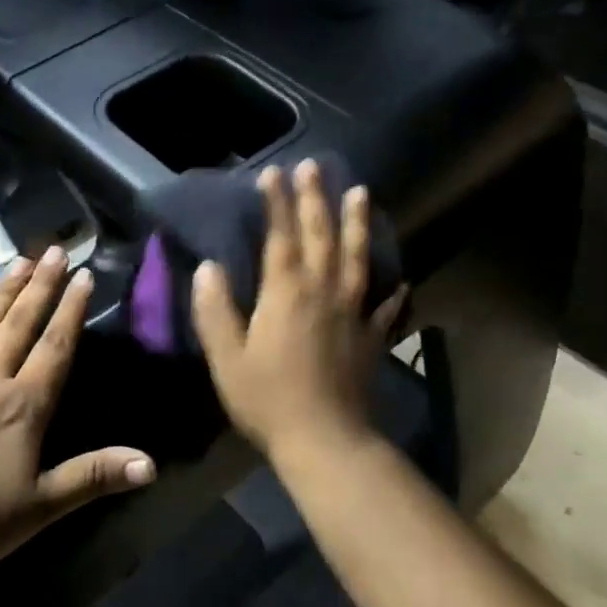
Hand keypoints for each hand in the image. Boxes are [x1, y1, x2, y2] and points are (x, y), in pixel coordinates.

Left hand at [0, 246, 155, 581]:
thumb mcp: (41, 506)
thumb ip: (95, 476)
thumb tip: (152, 464)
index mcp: (22, 407)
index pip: (55, 348)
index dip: (72, 311)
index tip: (84, 275)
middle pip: (19, 326)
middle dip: (39, 287)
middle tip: (52, 250)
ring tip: (16, 262)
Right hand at [190, 160, 405, 464]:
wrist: (325, 440)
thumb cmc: (268, 399)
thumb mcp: (226, 357)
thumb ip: (215, 310)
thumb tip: (208, 267)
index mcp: (286, 293)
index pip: (281, 236)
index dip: (277, 203)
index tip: (274, 173)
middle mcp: (324, 292)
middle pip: (322, 236)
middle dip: (316, 199)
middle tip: (315, 167)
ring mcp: (353, 313)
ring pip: (357, 258)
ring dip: (358, 224)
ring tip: (361, 193)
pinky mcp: (371, 338)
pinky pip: (384, 305)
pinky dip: (391, 289)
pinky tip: (398, 279)